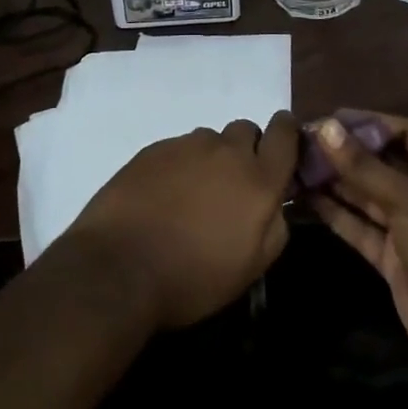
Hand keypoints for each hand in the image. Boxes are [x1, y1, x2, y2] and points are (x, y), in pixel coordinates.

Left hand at [63, 112, 299, 329]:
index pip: (284, 133)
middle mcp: (226, 152)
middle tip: (231, 186)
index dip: (287, 133)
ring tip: (192, 196)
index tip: (282, 145)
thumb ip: (274, 227)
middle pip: (246, 130)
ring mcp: (187, 145)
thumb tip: (275, 203)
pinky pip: (179, 148)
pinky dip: (179, 166)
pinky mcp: (155, 148)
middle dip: (246, 151)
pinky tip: (163, 197)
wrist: (120, 266)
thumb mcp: (251, 268)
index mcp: (258, 180)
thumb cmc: (193, 278)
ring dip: (211, 159)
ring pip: (211, 140)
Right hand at [308, 111, 407, 374]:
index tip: (333, 118)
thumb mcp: (406, 197)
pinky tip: (307, 199)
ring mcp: (406, 227)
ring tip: (297, 164)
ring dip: (335, 181)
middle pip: (379, 164)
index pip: (403, 132)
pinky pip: (359, 227)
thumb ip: (362, 166)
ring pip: (364, 196)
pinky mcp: (391, 258)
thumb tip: (325, 129)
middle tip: (305, 141)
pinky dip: (335, 214)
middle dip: (345, 153)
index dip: (370, 123)